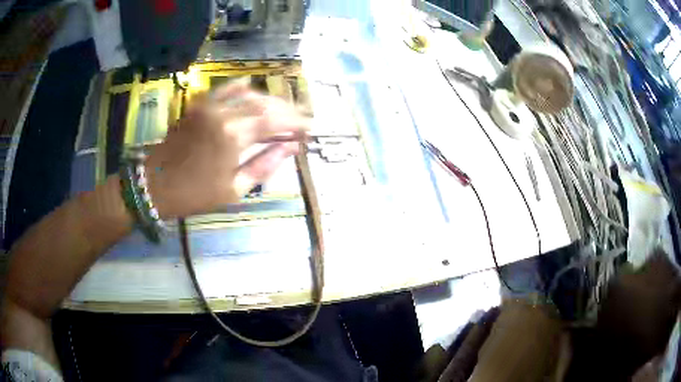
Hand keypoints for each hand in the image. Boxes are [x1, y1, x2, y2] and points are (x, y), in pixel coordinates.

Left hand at [144, 83, 309, 218]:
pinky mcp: (199, 105)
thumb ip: (265, 164)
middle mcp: (224, 113)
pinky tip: (253, 87)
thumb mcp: (234, 189)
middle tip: (302, 118)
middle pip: (265, 104)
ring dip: (270, 100)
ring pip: (248, 94)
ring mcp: (209, 105)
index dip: (296, 122)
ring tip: (283, 110)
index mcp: (233, 136)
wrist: (154, 185)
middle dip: (288, 110)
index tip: (310, 128)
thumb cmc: (194, 194)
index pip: (275, 121)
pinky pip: (225, 88)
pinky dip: (242, 86)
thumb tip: (292, 148)